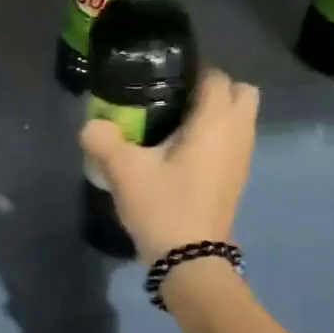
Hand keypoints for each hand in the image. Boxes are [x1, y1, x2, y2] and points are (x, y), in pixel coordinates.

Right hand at [79, 69, 258, 263]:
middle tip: (176, 101)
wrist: (190, 260)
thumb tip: (91, 124)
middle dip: (214, 89)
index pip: (215, 77)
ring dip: (216, 115)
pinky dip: (216, 138)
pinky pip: (233, 142)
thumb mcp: (124, 171)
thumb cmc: (163, 206)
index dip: (190, 72)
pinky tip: (182, 154)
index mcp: (215, 122)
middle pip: (240, 92)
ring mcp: (242, 158)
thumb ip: (103, 139)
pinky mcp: (237, 179)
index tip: (161, 80)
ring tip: (175, 127)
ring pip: (240, 119)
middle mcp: (237, 134)